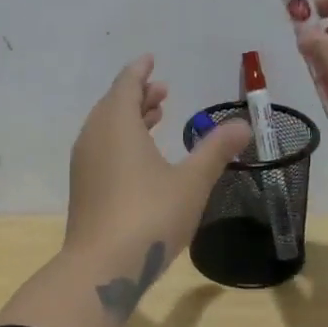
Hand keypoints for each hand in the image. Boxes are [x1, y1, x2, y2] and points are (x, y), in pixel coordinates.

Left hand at [63, 56, 250, 316]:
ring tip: (156, 117)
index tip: (151, 60)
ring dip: (130, 118)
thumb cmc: (150, 215)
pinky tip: (141, 159)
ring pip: (106, 128)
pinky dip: (121, 140)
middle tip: (163, 91)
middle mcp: (94, 137)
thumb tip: (243, 125)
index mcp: (117, 124)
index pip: (127, 84)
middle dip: (138, 95)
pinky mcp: (84, 188)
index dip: (140, 71)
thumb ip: (216, 150)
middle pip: (114, 104)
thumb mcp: (192, 181)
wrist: (102, 266)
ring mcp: (85, 164)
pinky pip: (102, 148)